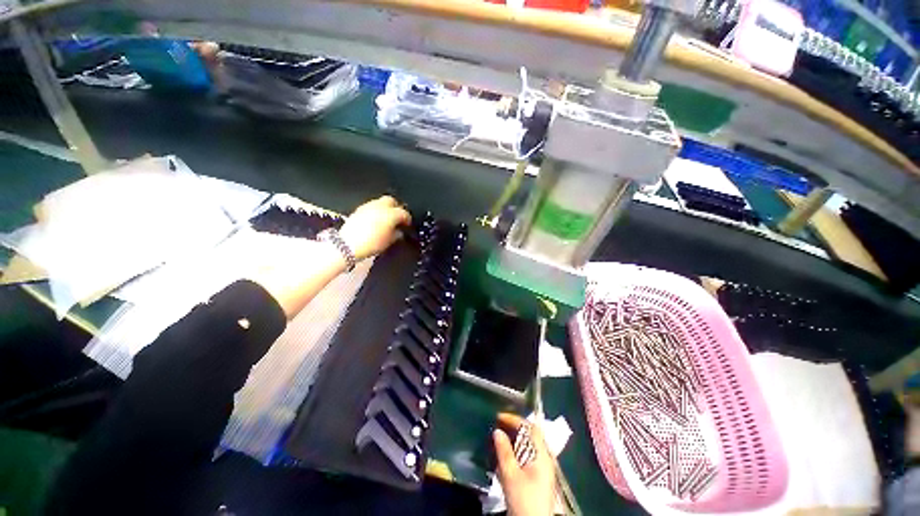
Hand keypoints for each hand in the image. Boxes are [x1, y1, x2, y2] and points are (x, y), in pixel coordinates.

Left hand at [339, 196, 411, 260]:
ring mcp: (368, 207)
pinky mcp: (359, 210)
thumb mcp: (389, 241)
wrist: (348, 244)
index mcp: (391, 214)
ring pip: (380, 202)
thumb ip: (397, 234)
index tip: (407, 224)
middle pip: (392, 201)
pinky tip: (375, 221)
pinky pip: (371, 207)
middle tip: (397, 218)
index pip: (404, 213)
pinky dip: (375, 212)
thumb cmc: (370, 243)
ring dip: (385, 209)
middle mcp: (380, 207)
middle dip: (396, 208)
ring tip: (386, 220)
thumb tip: (399, 232)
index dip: (407, 219)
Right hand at [493, 413, 556, 515]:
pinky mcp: (539, 477)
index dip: (515, 419)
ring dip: (515, 438)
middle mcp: (545, 458)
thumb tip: (497, 431)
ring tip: (500, 436)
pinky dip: (517, 449)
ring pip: (530, 445)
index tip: (499, 417)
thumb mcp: (511, 475)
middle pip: (531, 435)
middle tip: (499, 424)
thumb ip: (504, 452)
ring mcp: (543, 468)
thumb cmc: (524, 499)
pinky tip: (507, 453)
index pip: (530, 428)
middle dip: (515, 427)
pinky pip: (528, 454)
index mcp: (541, 454)